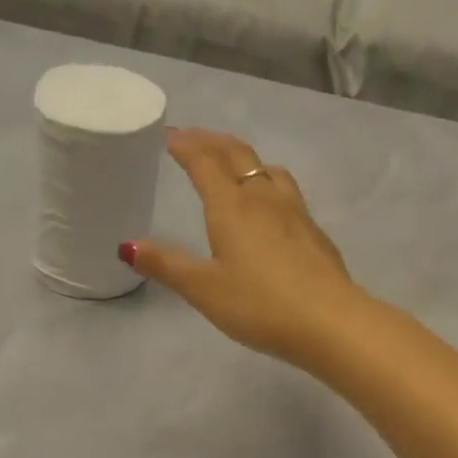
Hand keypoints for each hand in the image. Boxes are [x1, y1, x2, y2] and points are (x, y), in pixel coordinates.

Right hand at [121, 129, 370, 366]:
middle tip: (194, 139)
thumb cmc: (259, 305)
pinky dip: (268, 184)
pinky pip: (287, 192)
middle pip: (238, 155)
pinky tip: (271, 209)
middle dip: (213, 142)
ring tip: (234, 167)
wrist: (329, 321)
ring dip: (246, 160)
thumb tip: (127, 246)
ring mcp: (296, 212)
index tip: (171, 136)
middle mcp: (264, 199)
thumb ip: (167, 265)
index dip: (186, 146)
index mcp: (232, 207)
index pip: (205, 163)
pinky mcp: (315, 232)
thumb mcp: (204, 289)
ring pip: (269, 170)